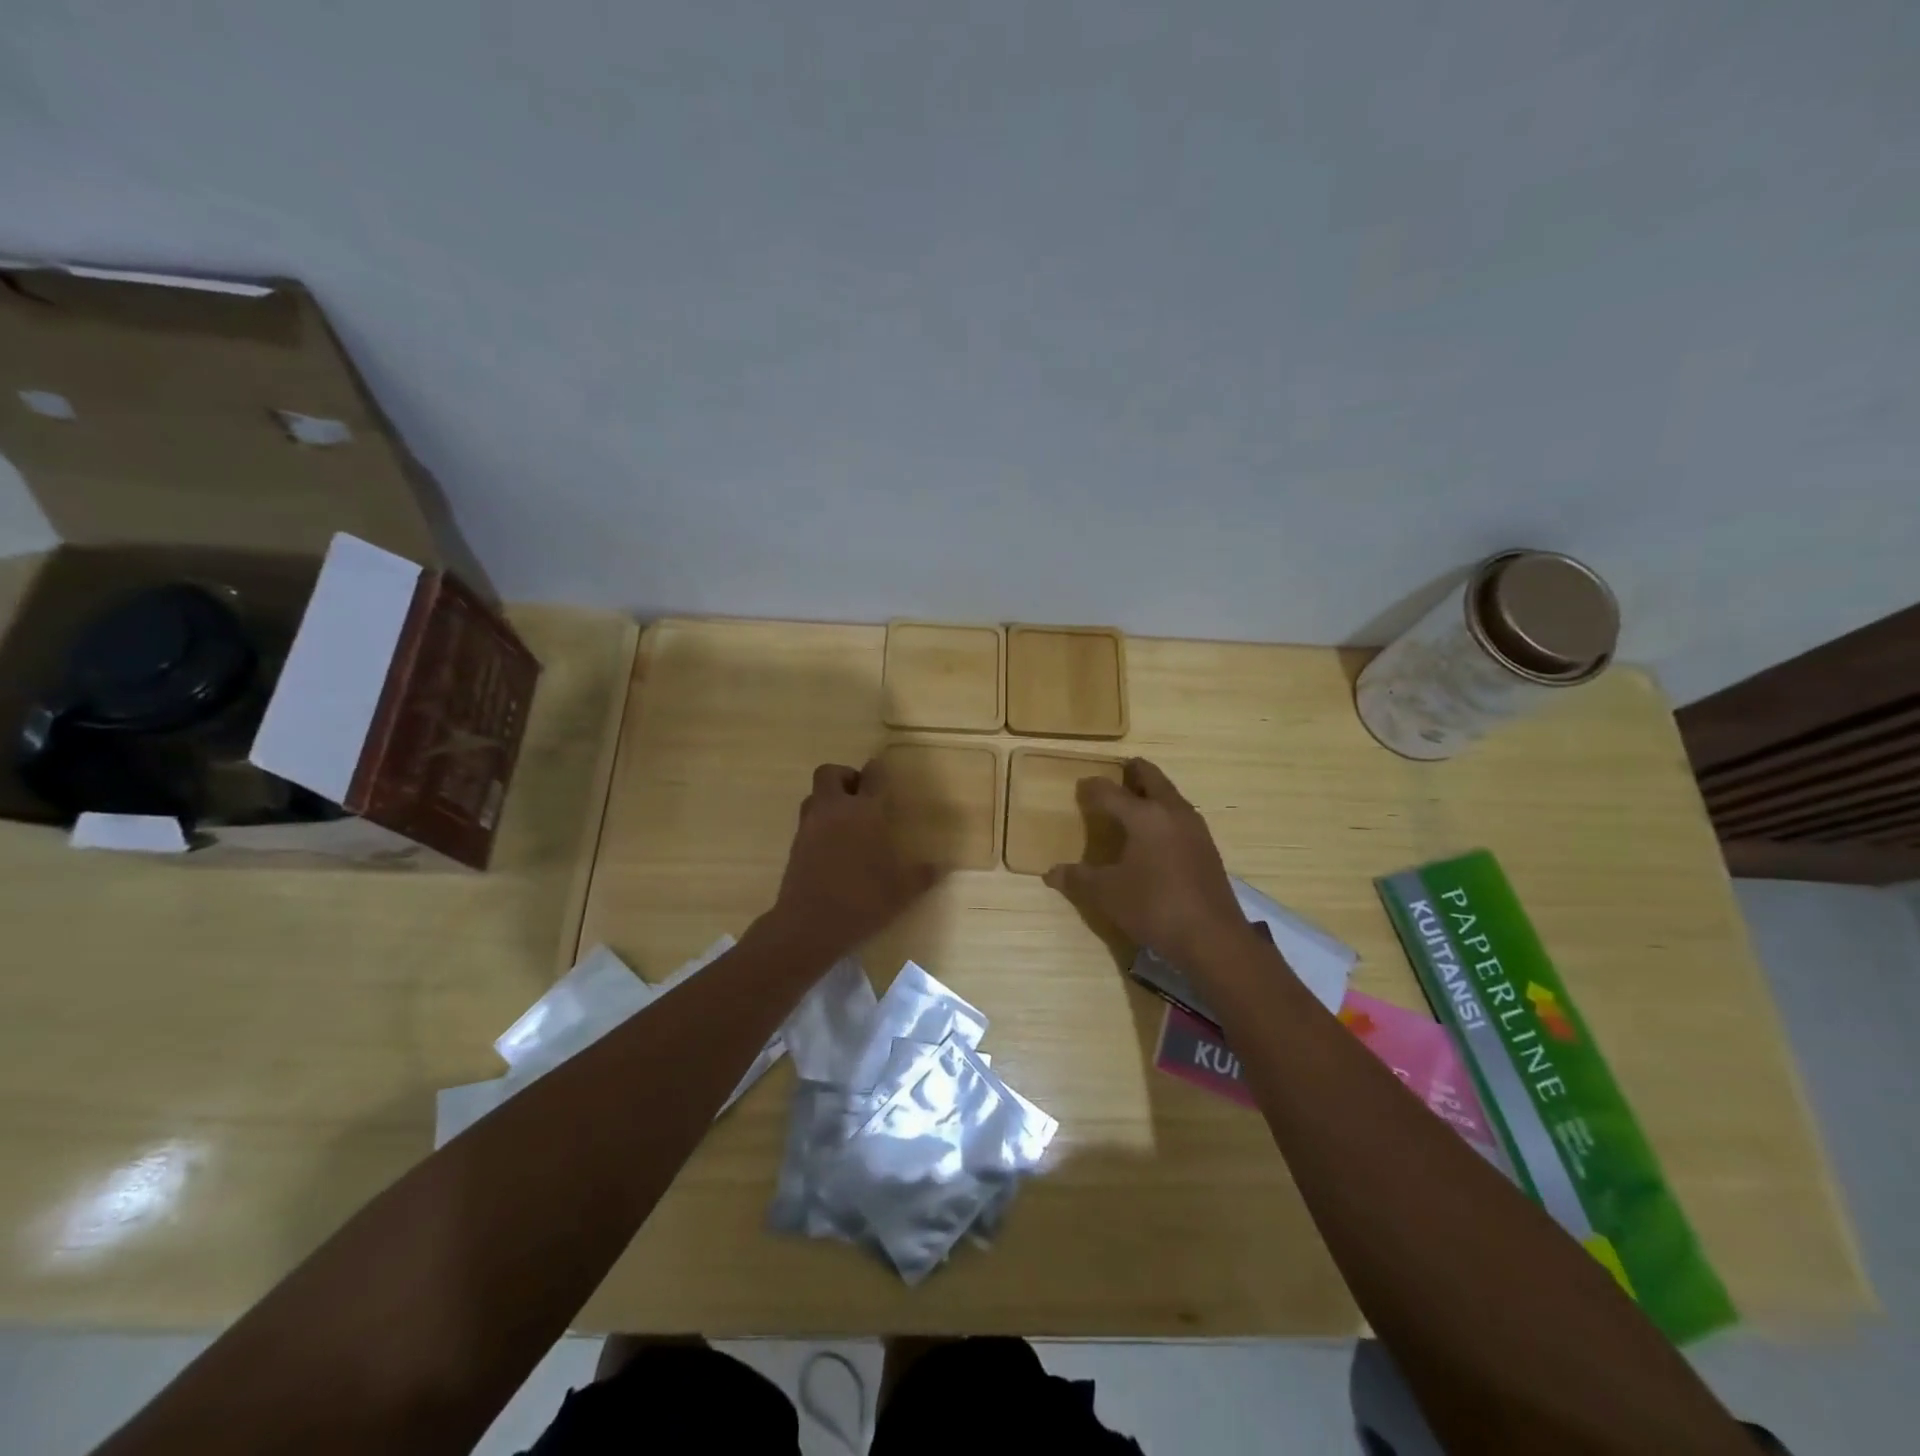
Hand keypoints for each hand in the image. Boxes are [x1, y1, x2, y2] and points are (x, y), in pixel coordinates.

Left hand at [767, 760, 939, 960]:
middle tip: (861, 796)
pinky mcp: (795, 845)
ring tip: (847, 821)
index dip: (879, 772)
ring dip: (829, 799)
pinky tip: (834, 847)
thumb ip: (922, 875)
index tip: (884, 775)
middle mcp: (834, 811)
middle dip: (845, 777)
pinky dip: (820, 823)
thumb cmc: (861, 901)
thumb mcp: (901, 892)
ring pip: (815, 795)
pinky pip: (807, 820)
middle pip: (830, 773)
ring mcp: (809, 827)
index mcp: (864, 813)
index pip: (872, 776)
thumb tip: (943, 867)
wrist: (809, 925)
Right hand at [1044, 758, 1248, 969]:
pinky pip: (1181, 816)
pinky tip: (1156, 834)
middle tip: (1119, 770)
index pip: (1110, 792)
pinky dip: (1165, 813)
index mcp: (1144, 816)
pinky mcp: (1206, 848)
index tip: (1081, 785)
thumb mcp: (1107, 894)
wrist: (1213, 938)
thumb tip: (1051, 873)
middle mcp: (1172, 812)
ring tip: (1135, 799)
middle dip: (1134, 772)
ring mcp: (1194, 829)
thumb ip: (1078, 879)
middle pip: (1151, 778)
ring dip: (1153, 791)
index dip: (1092, 787)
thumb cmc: (1154, 907)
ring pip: (1170, 796)